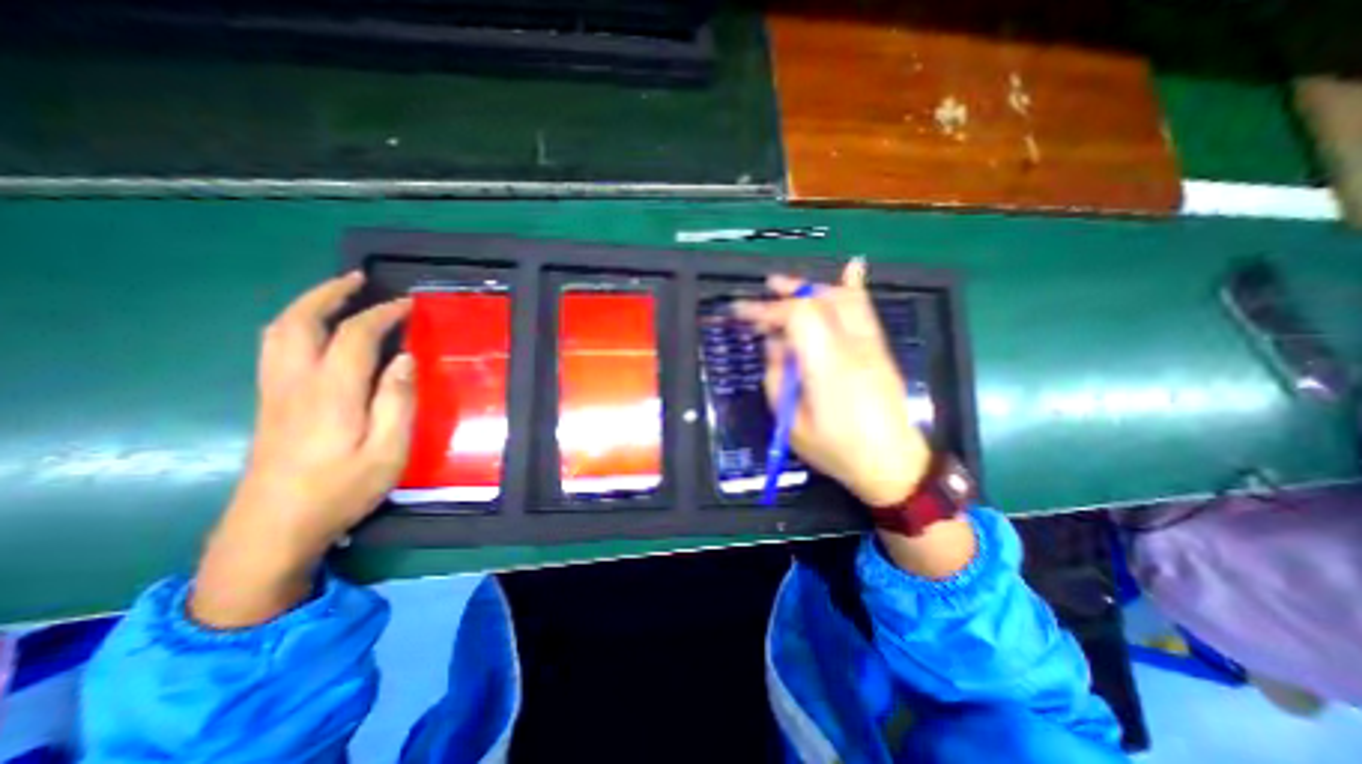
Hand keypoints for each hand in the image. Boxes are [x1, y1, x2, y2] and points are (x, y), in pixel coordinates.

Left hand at [192, 271, 411, 627]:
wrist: (272, 530)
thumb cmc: (341, 491)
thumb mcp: (388, 451)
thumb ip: (397, 402)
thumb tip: (406, 359)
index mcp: (331, 393)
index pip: (355, 336)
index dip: (382, 313)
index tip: (408, 304)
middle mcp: (296, 383)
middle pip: (300, 322)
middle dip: (329, 293)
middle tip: (358, 279)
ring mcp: (275, 392)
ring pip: (279, 332)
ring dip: (308, 306)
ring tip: (336, 295)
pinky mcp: (269, 404)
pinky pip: (275, 348)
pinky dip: (295, 326)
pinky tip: (315, 333)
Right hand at [741, 262, 971, 577]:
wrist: (892, 463)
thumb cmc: (836, 449)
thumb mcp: (792, 423)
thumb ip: (778, 378)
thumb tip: (775, 345)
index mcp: (827, 366)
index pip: (797, 318)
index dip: (766, 310)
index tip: (742, 311)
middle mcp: (851, 346)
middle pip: (819, 301)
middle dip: (786, 293)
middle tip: (763, 291)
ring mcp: (870, 345)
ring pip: (842, 299)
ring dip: (812, 287)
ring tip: (787, 285)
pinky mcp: (880, 349)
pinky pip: (866, 309)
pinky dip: (854, 286)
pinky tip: (852, 267)